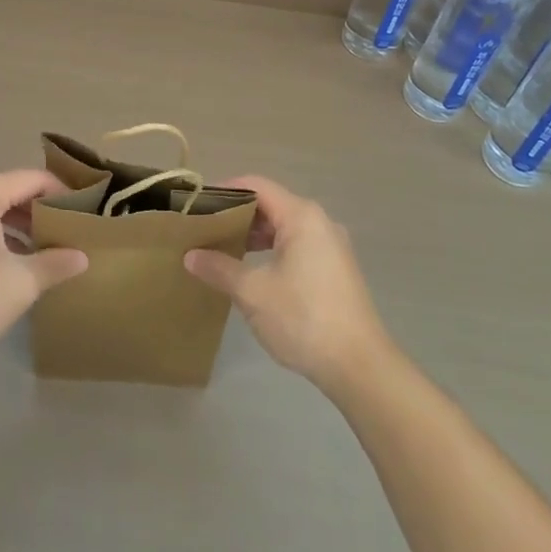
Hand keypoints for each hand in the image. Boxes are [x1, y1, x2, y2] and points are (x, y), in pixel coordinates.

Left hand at [0, 170, 87, 371]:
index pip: (33, 180)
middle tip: (73, 229)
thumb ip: (55, 263)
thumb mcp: (21, 282)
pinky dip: (0, 233)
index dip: (63, 193)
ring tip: (51, 245)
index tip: (87, 211)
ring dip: (22, 223)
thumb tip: (82, 257)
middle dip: (42, 209)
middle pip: (12, 190)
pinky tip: (20, 257)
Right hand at [184, 176, 392, 393]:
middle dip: (237, 215)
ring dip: (254, 236)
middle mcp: (319, 222)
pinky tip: (253, 273)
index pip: (256, 185)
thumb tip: (190, 256)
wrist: (360, 366)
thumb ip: (220, 268)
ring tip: (223, 251)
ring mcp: (331, 246)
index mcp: (302, 216)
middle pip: (271, 204)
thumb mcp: (253, 293)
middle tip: (205, 230)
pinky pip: (297, 246)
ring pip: (284, 227)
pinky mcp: (336, 270)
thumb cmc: (304, 318)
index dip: (225, 190)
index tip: (198, 205)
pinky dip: (272, 250)